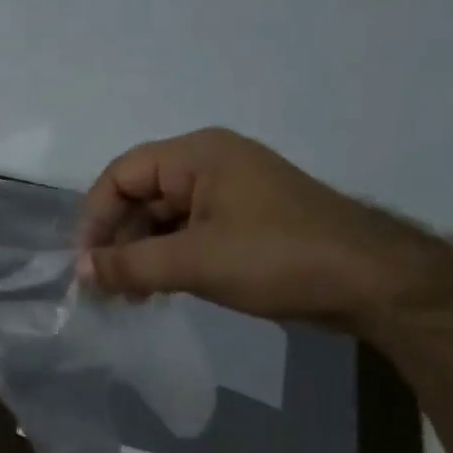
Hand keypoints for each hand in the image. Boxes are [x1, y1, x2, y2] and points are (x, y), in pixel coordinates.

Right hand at [77, 127, 424, 323]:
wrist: (371, 281)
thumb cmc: (277, 258)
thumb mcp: (195, 262)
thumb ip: (131, 265)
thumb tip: (81, 271)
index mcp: (198, 156)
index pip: (122, 175)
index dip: (96, 218)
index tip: (86, 264)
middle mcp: (211, 165)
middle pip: (141, 196)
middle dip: (118, 241)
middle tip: (106, 289)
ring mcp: (231, 194)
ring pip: (164, 218)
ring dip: (141, 255)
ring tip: (130, 297)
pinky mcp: (246, 222)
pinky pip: (190, 233)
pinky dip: (168, 259)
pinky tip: (159, 291)